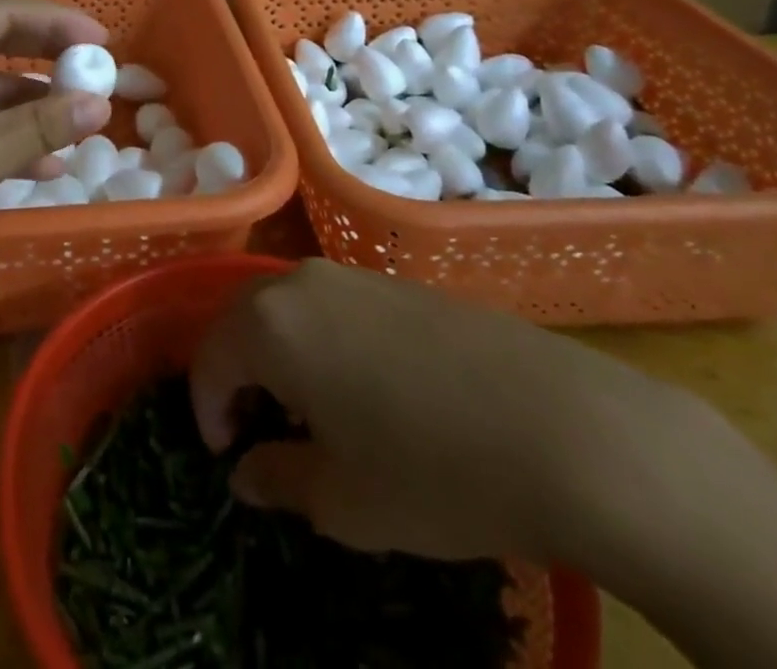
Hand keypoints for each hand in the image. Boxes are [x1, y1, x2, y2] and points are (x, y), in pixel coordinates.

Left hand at [0, 0, 112, 293]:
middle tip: (95, 71)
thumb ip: (41, 126)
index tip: (103, 42)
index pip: (8, 12)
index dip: (59, 22)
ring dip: (30, 103)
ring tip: (77, 124)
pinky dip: (3, 132)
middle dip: (48, 57)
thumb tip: (99, 104)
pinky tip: (40, 163)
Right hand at [189, 259, 682, 562]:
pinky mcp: (400, 283)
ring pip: (291, 309)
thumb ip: (277, 479)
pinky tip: (367, 389)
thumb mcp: (343, 501)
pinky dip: (325, 342)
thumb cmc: (434, 472)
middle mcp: (301, 282)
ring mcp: (355, 276)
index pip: (210, 358)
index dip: (208, 410)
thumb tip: (246, 474)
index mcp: (270, 324)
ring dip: (282, 355)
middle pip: (244, 320)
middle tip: (257, 430)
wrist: (568, 429)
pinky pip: (336, 307)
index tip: (226, 457)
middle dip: (239, 374)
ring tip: (310, 412)